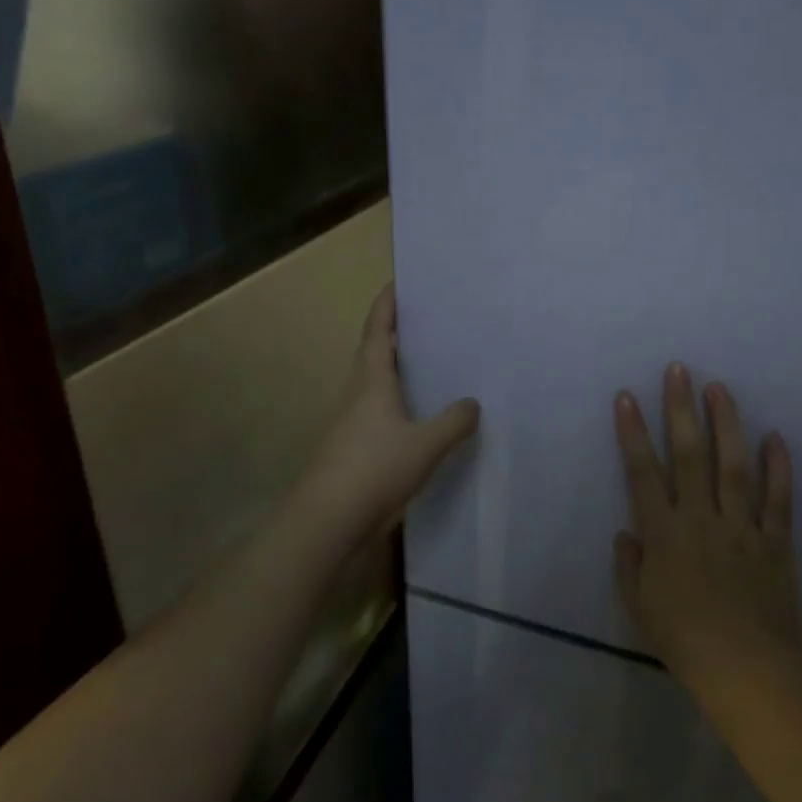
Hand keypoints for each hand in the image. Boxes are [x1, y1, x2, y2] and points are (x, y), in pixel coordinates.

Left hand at [302, 284, 479, 542]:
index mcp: (371, 381)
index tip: (399, 282)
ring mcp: (352, 422)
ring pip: (376, 383)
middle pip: (375, 352)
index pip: (378, 330)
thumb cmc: (374, 469)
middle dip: (395, 333)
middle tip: (427, 320)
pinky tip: (420, 416)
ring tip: (431, 363)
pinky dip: (399, 402)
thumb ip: (453, 422)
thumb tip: (472, 403)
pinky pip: (380, 412)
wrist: (329, 519)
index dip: (387, 304)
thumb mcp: (425, 444)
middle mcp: (358, 394)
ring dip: (397, 369)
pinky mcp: (354, 447)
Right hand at [613, 363, 801, 691]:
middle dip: (681, 409)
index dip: (633, 432)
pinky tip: (775, 436)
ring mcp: (742, 526)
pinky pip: (778, 499)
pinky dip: (779, 467)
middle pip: (689, 454)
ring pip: (733, 465)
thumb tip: (627, 532)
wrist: (747, 670)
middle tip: (679, 370)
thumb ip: (630, 565)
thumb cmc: (683, 640)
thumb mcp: (639, 605)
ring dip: (726, 423)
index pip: (643, 471)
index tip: (628, 397)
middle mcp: (701, 518)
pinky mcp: (776, 541)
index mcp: (663, 532)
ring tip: (720, 388)